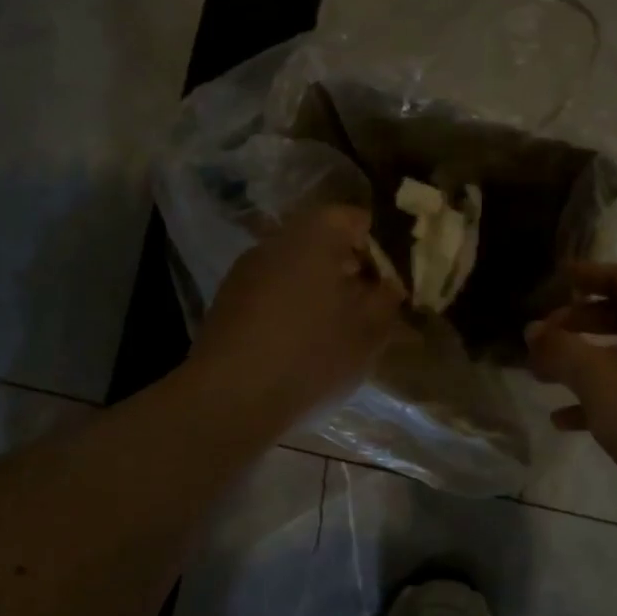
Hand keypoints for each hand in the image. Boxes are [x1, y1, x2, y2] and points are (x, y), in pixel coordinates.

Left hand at [188, 205, 404, 428]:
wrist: (229, 397)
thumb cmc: (311, 354)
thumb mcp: (367, 331)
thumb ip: (386, 299)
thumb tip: (389, 284)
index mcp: (315, 235)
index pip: (354, 218)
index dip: (377, 247)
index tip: (390, 281)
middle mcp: (276, 240)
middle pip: (321, 241)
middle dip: (348, 268)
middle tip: (368, 306)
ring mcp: (246, 269)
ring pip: (294, 267)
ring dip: (318, 288)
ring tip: (336, 329)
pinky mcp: (227, 300)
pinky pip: (271, 291)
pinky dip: (290, 306)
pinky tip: (299, 343)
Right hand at [526, 263, 616, 519]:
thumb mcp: (598, 378)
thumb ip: (560, 349)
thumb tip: (533, 330)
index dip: (589, 274)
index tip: (556, 281)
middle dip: (579, 323)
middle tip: (544, 337)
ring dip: (584, 363)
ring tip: (544, 378)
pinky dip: (600, 398)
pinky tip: (565, 420)